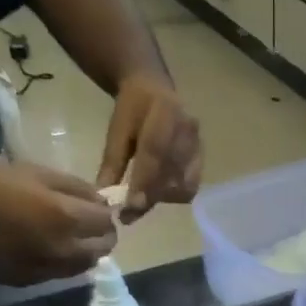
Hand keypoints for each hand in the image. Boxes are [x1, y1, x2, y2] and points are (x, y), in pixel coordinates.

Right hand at [0, 159, 116, 285]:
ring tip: (73, 235)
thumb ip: (74, 187)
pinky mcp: (34, 281)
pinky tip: (53, 248)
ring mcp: (51, 269)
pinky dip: (68, 261)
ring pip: (87, 264)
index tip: (95, 205)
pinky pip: (65, 273)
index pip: (106, 220)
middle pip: (104, 246)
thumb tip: (101, 200)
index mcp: (67, 217)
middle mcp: (65, 249)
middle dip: (102, 233)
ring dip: (88, 249)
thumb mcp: (33, 172)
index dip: (104, 211)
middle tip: (88, 221)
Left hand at [98, 73, 201, 219]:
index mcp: (164, 111)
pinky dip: (173, 194)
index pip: (154, 152)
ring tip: (141, 201)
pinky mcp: (202, 157)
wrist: (154, 89)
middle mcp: (187, 128)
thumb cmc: (132, 109)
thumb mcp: (117, 131)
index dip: (143, 182)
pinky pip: (191, 184)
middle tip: (129, 215)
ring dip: (162, 198)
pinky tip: (157, 193)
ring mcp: (198, 144)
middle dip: (150, 197)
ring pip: (184, 183)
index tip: (130, 207)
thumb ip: (112, 164)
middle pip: (172, 172)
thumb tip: (104, 198)